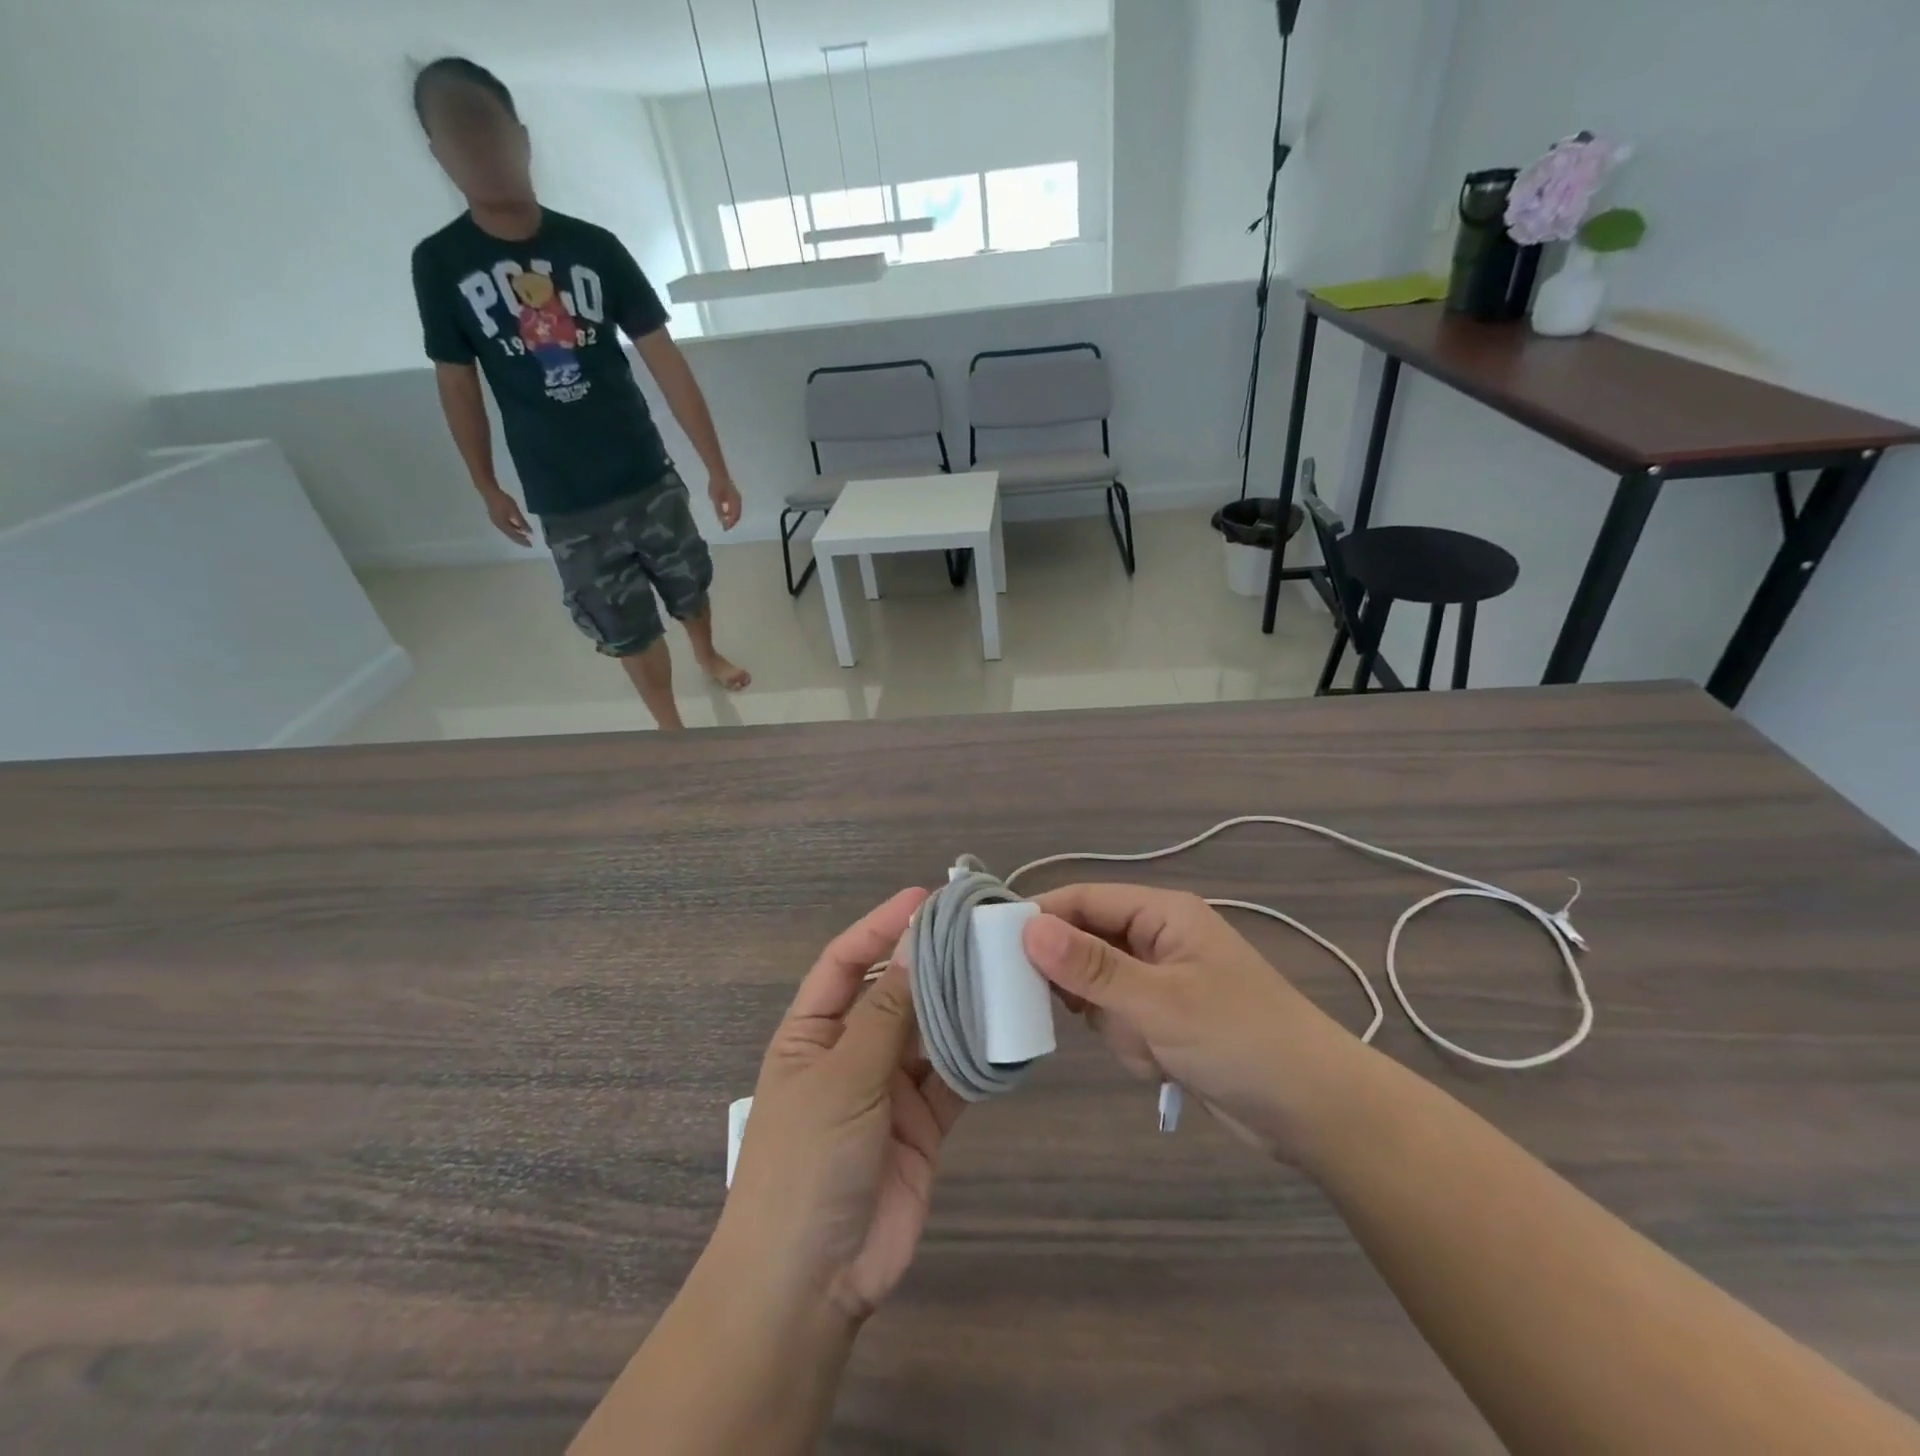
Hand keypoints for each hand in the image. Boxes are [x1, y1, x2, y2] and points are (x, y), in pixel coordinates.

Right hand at [481, 486, 532, 546]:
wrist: (489, 491)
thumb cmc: (503, 500)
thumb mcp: (514, 511)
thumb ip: (522, 522)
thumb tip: (529, 533)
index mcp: (503, 525)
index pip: (514, 536)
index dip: (522, 541)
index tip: (531, 546)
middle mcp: (499, 526)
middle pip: (511, 535)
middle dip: (520, 540)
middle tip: (529, 544)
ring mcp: (496, 522)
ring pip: (508, 532)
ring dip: (516, 535)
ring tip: (525, 537)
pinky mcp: (496, 518)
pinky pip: (506, 527)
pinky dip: (513, 529)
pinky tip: (518, 529)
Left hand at [708, 473, 742, 530]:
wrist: (718, 472)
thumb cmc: (717, 486)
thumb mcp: (716, 500)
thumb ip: (719, 511)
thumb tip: (722, 522)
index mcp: (736, 502)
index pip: (735, 516)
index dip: (730, 524)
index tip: (725, 529)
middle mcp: (738, 501)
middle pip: (737, 515)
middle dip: (732, 522)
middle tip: (725, 527)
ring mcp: (737, 498)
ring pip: (736, 511)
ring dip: (732, 517)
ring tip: (725, 522)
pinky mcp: (734, 496)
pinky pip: (734, 507)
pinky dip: (731, 512)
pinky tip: (725, 513)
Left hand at [722, 887, 963, 1322]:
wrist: (810, 1283)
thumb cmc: (806, 1163)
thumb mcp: (842, 1078)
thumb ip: (884, 1013)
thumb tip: (916, 942)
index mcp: (812, 1032)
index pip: (847, 961)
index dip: (881, 926)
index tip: (924, 898)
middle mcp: (850, 1051)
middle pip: (894, 991)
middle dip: (930, 961)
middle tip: (978, 928)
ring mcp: (888, 1088)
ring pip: (929, 1031)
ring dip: (959, 1004)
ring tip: (1001, 967)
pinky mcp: (923, 1123)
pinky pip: (953, 1078)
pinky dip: (977, 1057)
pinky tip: (1007, 1028)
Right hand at [1022, 885, 1371, 1166]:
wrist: (1316, 1113)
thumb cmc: (1240, 1039)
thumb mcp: (1159, 1001)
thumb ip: (1090, 967)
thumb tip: (1026, 928)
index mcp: (1162, 913)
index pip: (1084, 900)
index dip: (1040, 918)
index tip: (993, 947)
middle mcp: (1158, 938)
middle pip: (1086, 943)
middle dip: (1082, 984)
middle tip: (1076, 1011)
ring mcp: (1161, 981)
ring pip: (1099, 989)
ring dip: (1112, 1023)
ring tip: (1148, 1046)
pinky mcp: (1165, 1020)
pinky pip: (1120, 1020)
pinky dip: (1129, 1044)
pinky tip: (1160, 1065)